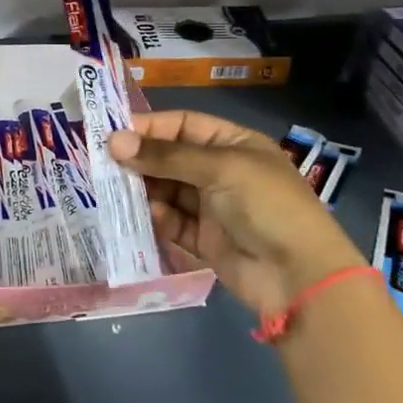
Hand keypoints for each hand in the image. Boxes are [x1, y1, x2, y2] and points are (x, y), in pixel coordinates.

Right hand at [109, 109, 363, 317]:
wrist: (299, 277)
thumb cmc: (266, 205)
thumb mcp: (219, 169)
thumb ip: (166, 156)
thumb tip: (114, 141)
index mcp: (234, 144)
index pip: (183, 125)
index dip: (149, 127)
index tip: (112, 134)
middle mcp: (221, 171)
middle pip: (171, 158)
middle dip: (140, 160)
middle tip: (103, 165)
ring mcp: (213, 207)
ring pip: (167, 190)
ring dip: (143, 190)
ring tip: (113, 190)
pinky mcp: (205, 239)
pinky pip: (172, 222)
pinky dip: (157, 219)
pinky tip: (145, 216)